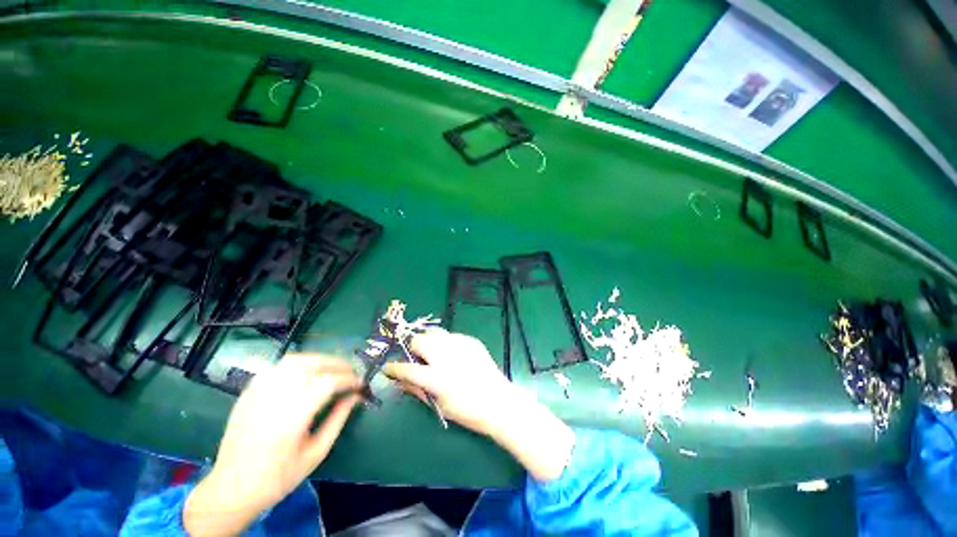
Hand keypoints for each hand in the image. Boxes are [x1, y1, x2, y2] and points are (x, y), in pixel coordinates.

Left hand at [184, 354, 361, 535]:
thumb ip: (338, 419)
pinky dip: (297, 364)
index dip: (349, 379)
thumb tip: (356, 396)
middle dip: (337, 364)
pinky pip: (276, 367)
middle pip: (313, 365)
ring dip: (318, 359)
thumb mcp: (316, 453)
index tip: (360, 383)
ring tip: (331, 368)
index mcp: (293, 417)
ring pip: (294, 361)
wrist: (232, 488)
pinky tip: (304, 373)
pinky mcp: (248, 393)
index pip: (328, 383)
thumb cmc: (279, 476)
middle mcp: (275, 398)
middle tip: (350, 372)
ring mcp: (258, 393)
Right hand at [383, 328, 513, 435]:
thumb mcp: (439, 405)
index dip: (393, 368)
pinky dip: (446, 342)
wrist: (498, 401)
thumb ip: (417, 390)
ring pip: (435, 332)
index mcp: (437, 377)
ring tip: (433, 353)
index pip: (407, 368)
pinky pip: (451, 335)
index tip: (388, 367)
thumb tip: (400, 382)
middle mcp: (446, 356)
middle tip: (417, 358)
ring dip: (428, 341)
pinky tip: (452, 354)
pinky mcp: (470, 340)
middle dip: (412, 348)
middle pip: (419, 340)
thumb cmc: (467, 410)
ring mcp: (460, 345)